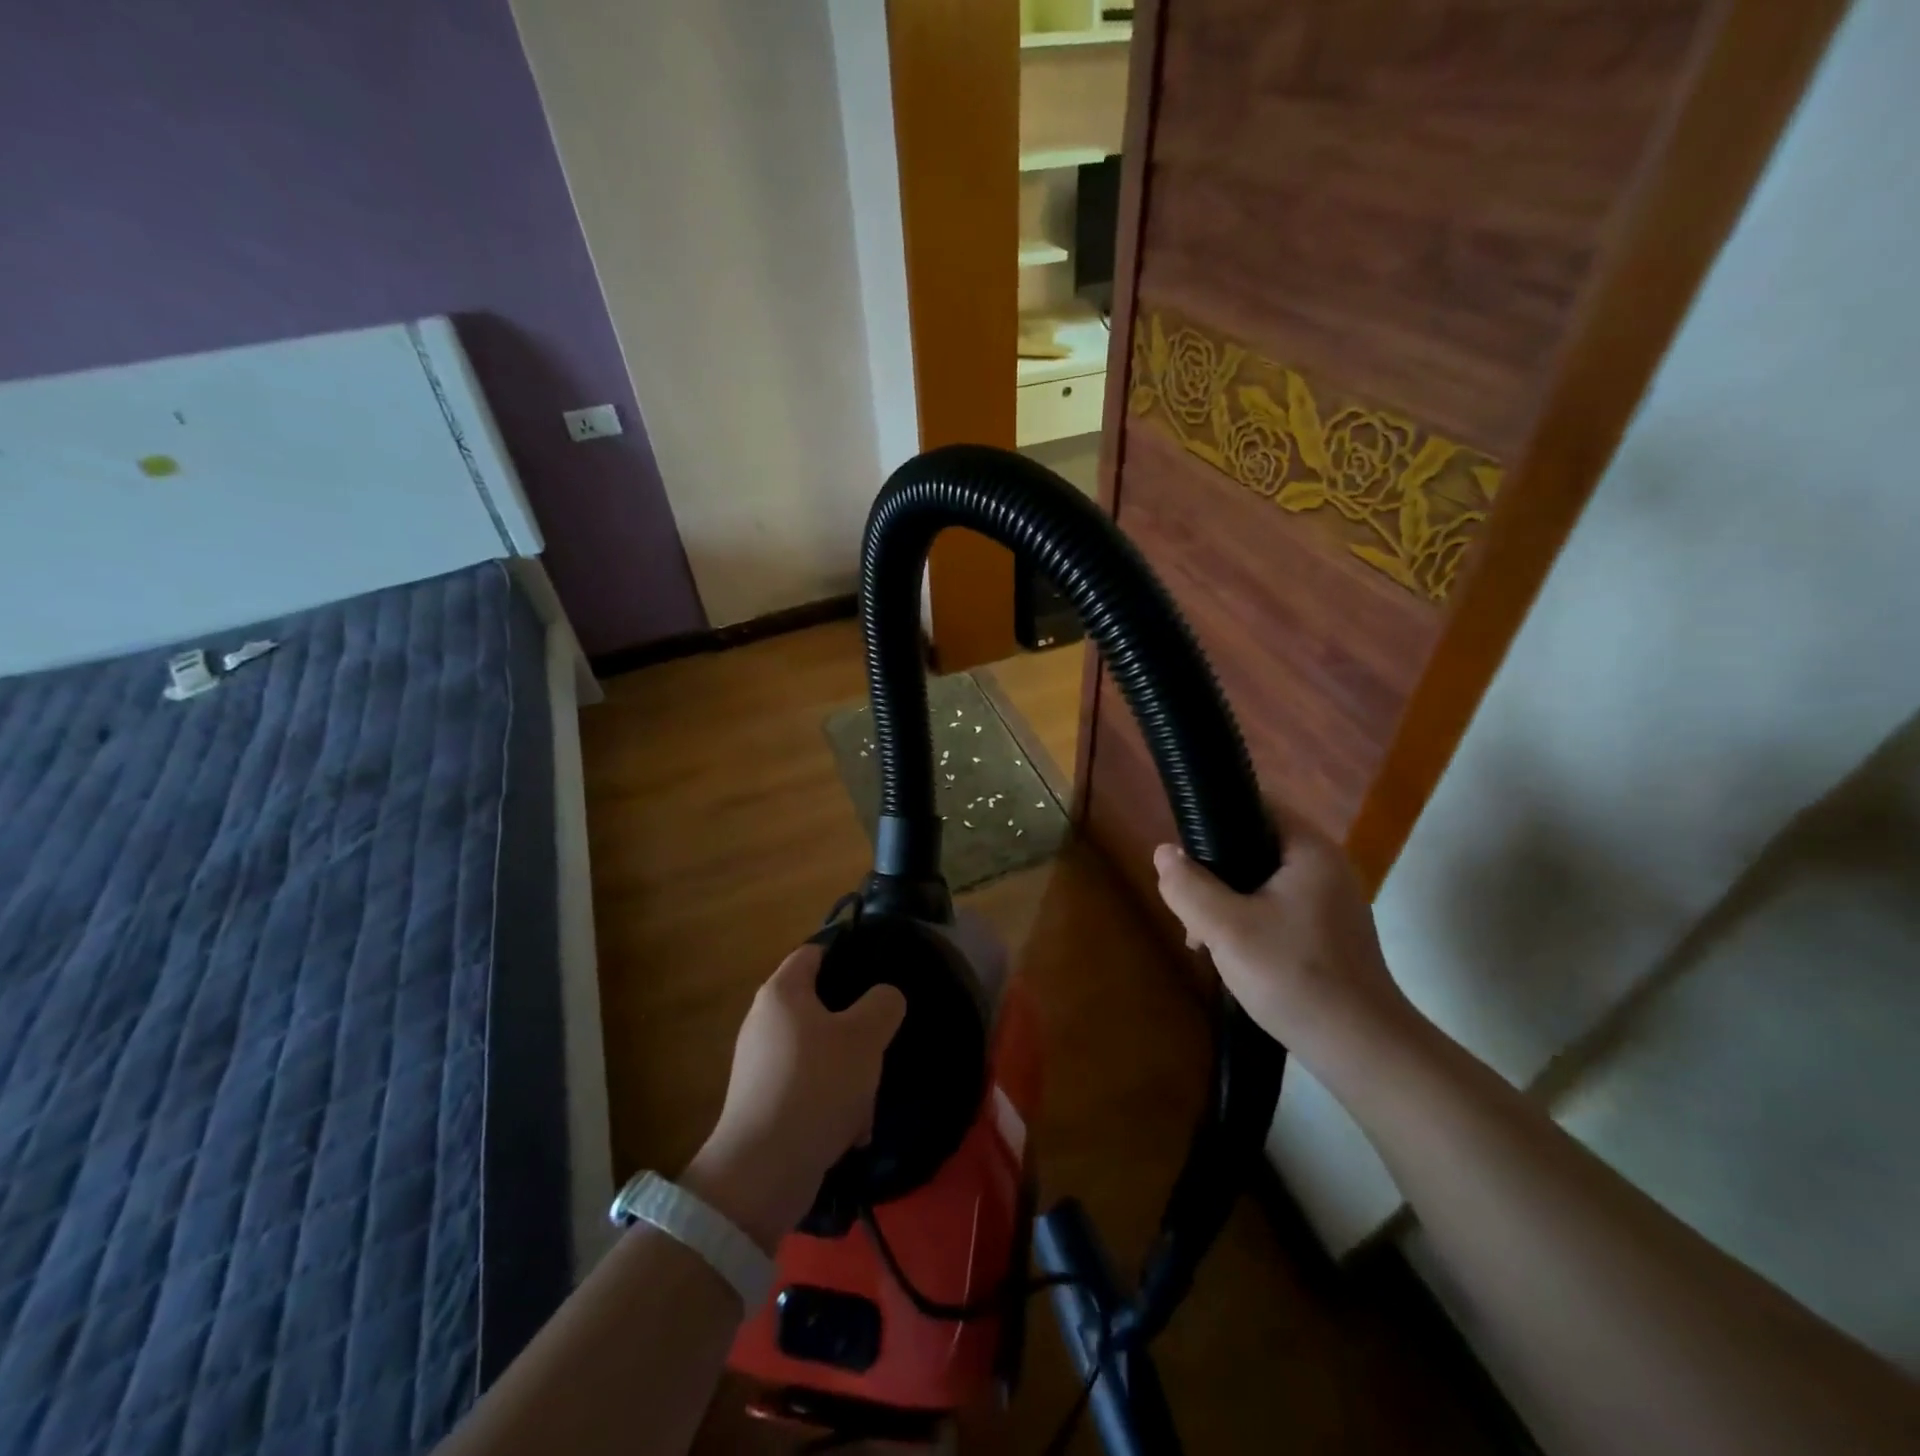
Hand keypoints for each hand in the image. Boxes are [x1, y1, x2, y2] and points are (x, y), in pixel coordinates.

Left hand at [682, 945, 906, 1253]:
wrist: (762, 1174)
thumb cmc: (816, 1086)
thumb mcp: (864, 1037)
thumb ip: (883, 1004)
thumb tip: (884, 997)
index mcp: (782, 992)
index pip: (815, 952)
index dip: (848, 955)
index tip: (881, 974)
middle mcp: (765, 1022)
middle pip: (822, 1007)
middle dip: (857, 1030)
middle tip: (882, 1043)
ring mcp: (762, 1065)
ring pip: (822, 1053)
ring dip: (850, 1075)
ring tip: (868, 1103)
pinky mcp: (765, 1104)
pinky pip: (809, 1089)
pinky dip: (832, 1104)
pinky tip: (851, 1131)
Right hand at [1153, 803, 1413, 1066]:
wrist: (1361, 1050)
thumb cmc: (1294, 976)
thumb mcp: (1226, 929)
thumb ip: (1189, 886)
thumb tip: (1164, 853)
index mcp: (1309, 850)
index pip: (1255, 806)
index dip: (1213, 819)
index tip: (1183, 853)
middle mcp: (1325, 866)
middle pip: (1253, 846)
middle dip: (1214, 873)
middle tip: (1190, 909)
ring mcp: (1330, 902)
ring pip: (1261, 882)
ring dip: (1226, 902)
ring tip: (1202, 938)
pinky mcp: (1327, 933)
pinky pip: (1276, 909)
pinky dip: (1248, 922)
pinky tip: (1231, 955)